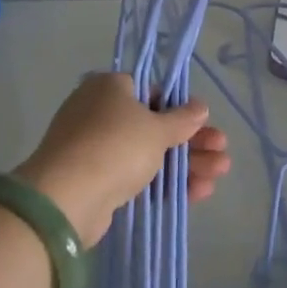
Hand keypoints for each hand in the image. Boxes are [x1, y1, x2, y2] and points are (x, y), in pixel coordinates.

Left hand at [16, 73, 228, 244]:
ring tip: (219, 174)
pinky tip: (197, 192)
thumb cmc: (116, 146)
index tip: (203, 124)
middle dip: (191, 141)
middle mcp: (99, 113)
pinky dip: (164, 182)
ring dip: (186, 163)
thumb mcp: (157, 128)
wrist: (65, 200)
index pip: (152, 91)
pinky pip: (135, 176)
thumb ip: (182, 119)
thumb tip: (200, 106)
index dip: (180, 109)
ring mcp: (94, 149)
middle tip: (221, 152)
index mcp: (109, 87)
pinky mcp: (94, 182)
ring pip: (148, 153)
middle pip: (154, 125)